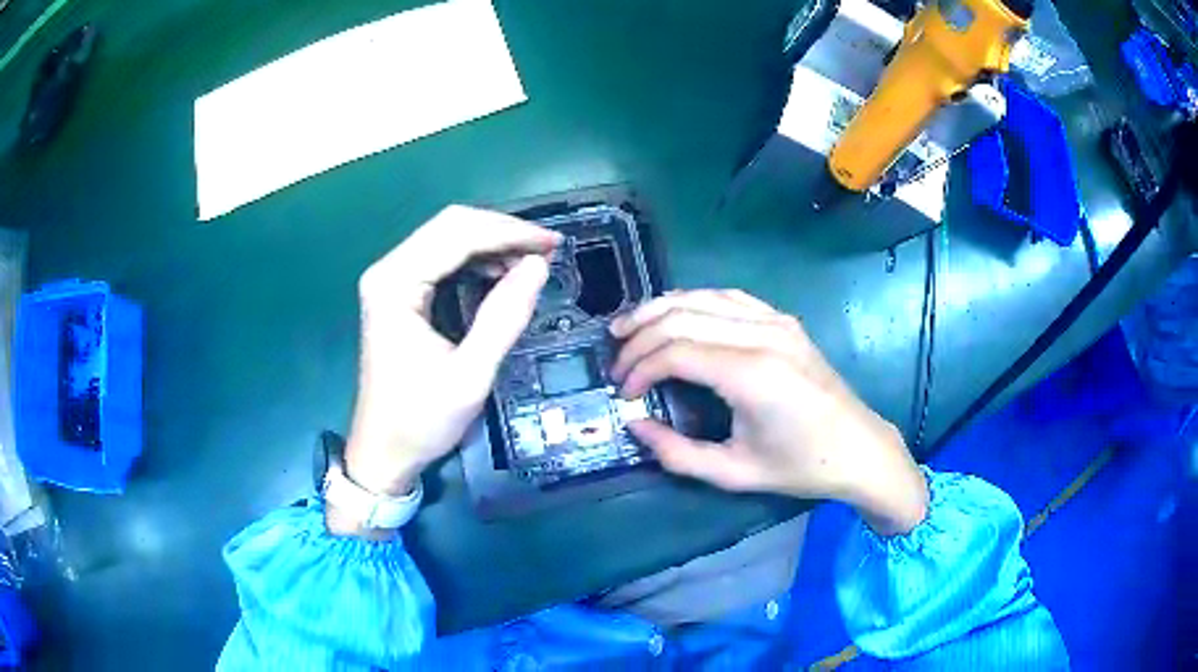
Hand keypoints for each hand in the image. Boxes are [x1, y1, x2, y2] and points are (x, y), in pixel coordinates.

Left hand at [330, 206, 558, 533]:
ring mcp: (390, 280)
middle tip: (547, 251)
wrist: (383, 451)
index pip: (457, 234)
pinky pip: (441, 258)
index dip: (510, 233)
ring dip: (491, 243)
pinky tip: (501, 274)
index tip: (553, 245)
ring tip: (531, 263)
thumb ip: (503, 317)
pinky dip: (476, 259)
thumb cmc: (420, 420)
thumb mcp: (469, 376)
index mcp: (395, 284)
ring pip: (447, 237)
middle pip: (450, 225)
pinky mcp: (398, 292)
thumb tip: (537, 266)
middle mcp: (388, 270)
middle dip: (502, 232)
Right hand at [610, 290, 927, 535]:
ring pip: (701, 297)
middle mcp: (763, 335)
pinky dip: (692, 302)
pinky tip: (674, 315)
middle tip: (616, 361)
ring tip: (627, 327)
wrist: (858, 447)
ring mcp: (776, 321)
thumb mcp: (734, 473)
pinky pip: (728, 297)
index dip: (639, 368)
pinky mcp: (783, 320)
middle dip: (639, 336)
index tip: (623, 392)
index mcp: (752, 374)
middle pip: (681, 317)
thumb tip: (635, 426)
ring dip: (659, 309)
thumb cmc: (800, 466)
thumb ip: (677, 453)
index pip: (675, 351)